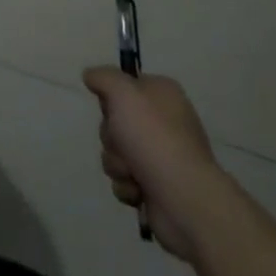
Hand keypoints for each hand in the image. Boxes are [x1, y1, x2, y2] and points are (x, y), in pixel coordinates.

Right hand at [82, 68, 226, 262]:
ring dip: (117, 163)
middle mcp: (163, 122)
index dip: (112, 97)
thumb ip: (104, 77)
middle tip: (124, 143)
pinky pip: (124, 180)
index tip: (110, 107)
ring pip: (116, 151)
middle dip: (111, 136)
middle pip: (115, 121)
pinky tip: (139, 191)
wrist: (184, 199)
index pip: (125, 85)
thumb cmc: (154, 138)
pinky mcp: (155, 186)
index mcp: (162, 95)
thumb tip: (90, 75)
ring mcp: (160, 156)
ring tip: (134, 173)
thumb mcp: (123, 93)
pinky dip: (127, 186)